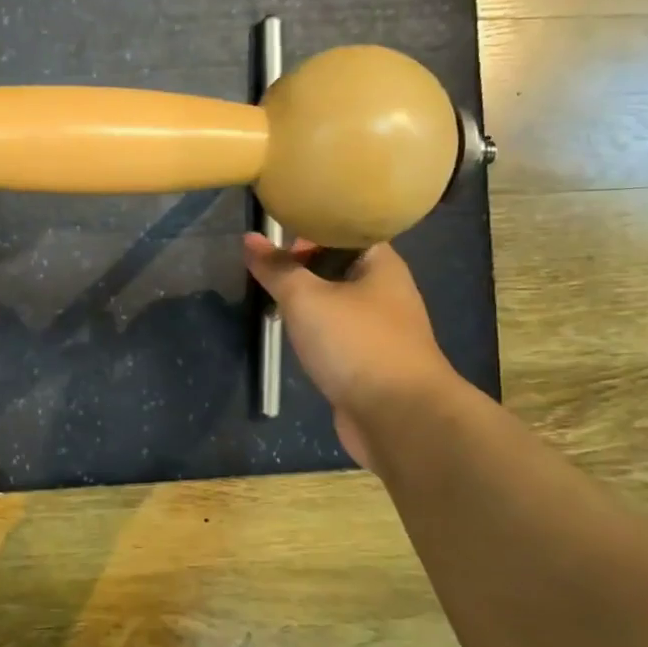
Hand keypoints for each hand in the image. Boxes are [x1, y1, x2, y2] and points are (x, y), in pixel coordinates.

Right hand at [244, 232, 456, 470]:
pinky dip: (315, 334)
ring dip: (307, 304)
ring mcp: (380, 330)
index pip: (344, 232)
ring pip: (336, 304)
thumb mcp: (306, 298)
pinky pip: (337, 336)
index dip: (310, 230)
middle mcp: (385, 292)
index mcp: (381, 265)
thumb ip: (276, 269)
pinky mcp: (370, 362)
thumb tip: (249, 238)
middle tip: (267, 273)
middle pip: (338, 268)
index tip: (274, 239)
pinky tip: (293, 338)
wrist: (398, 416)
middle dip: (302, 269)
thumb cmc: (355, 344)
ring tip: (272, 302)